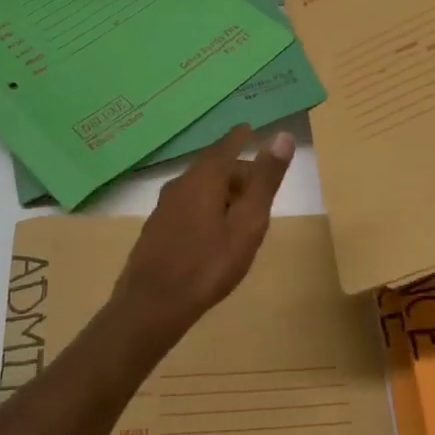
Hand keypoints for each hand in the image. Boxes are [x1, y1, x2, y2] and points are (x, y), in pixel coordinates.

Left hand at [111, 125, 295, 340]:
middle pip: (213, 167)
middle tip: (260, 186)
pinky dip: (207, 207)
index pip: (227, 145)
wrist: (152, 304)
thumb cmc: (208, 264)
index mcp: (204, 177)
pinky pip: (188, 205)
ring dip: (222, 191)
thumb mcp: (248, 223)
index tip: (251, 129)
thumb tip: (283, 135)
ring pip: (200, 187)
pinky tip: (214, 232)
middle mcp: (180, 183)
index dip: (241, 137)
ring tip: (243, 212)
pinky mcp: (157, 227)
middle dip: (237, 171)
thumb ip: (265, 180)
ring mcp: (164, 206)